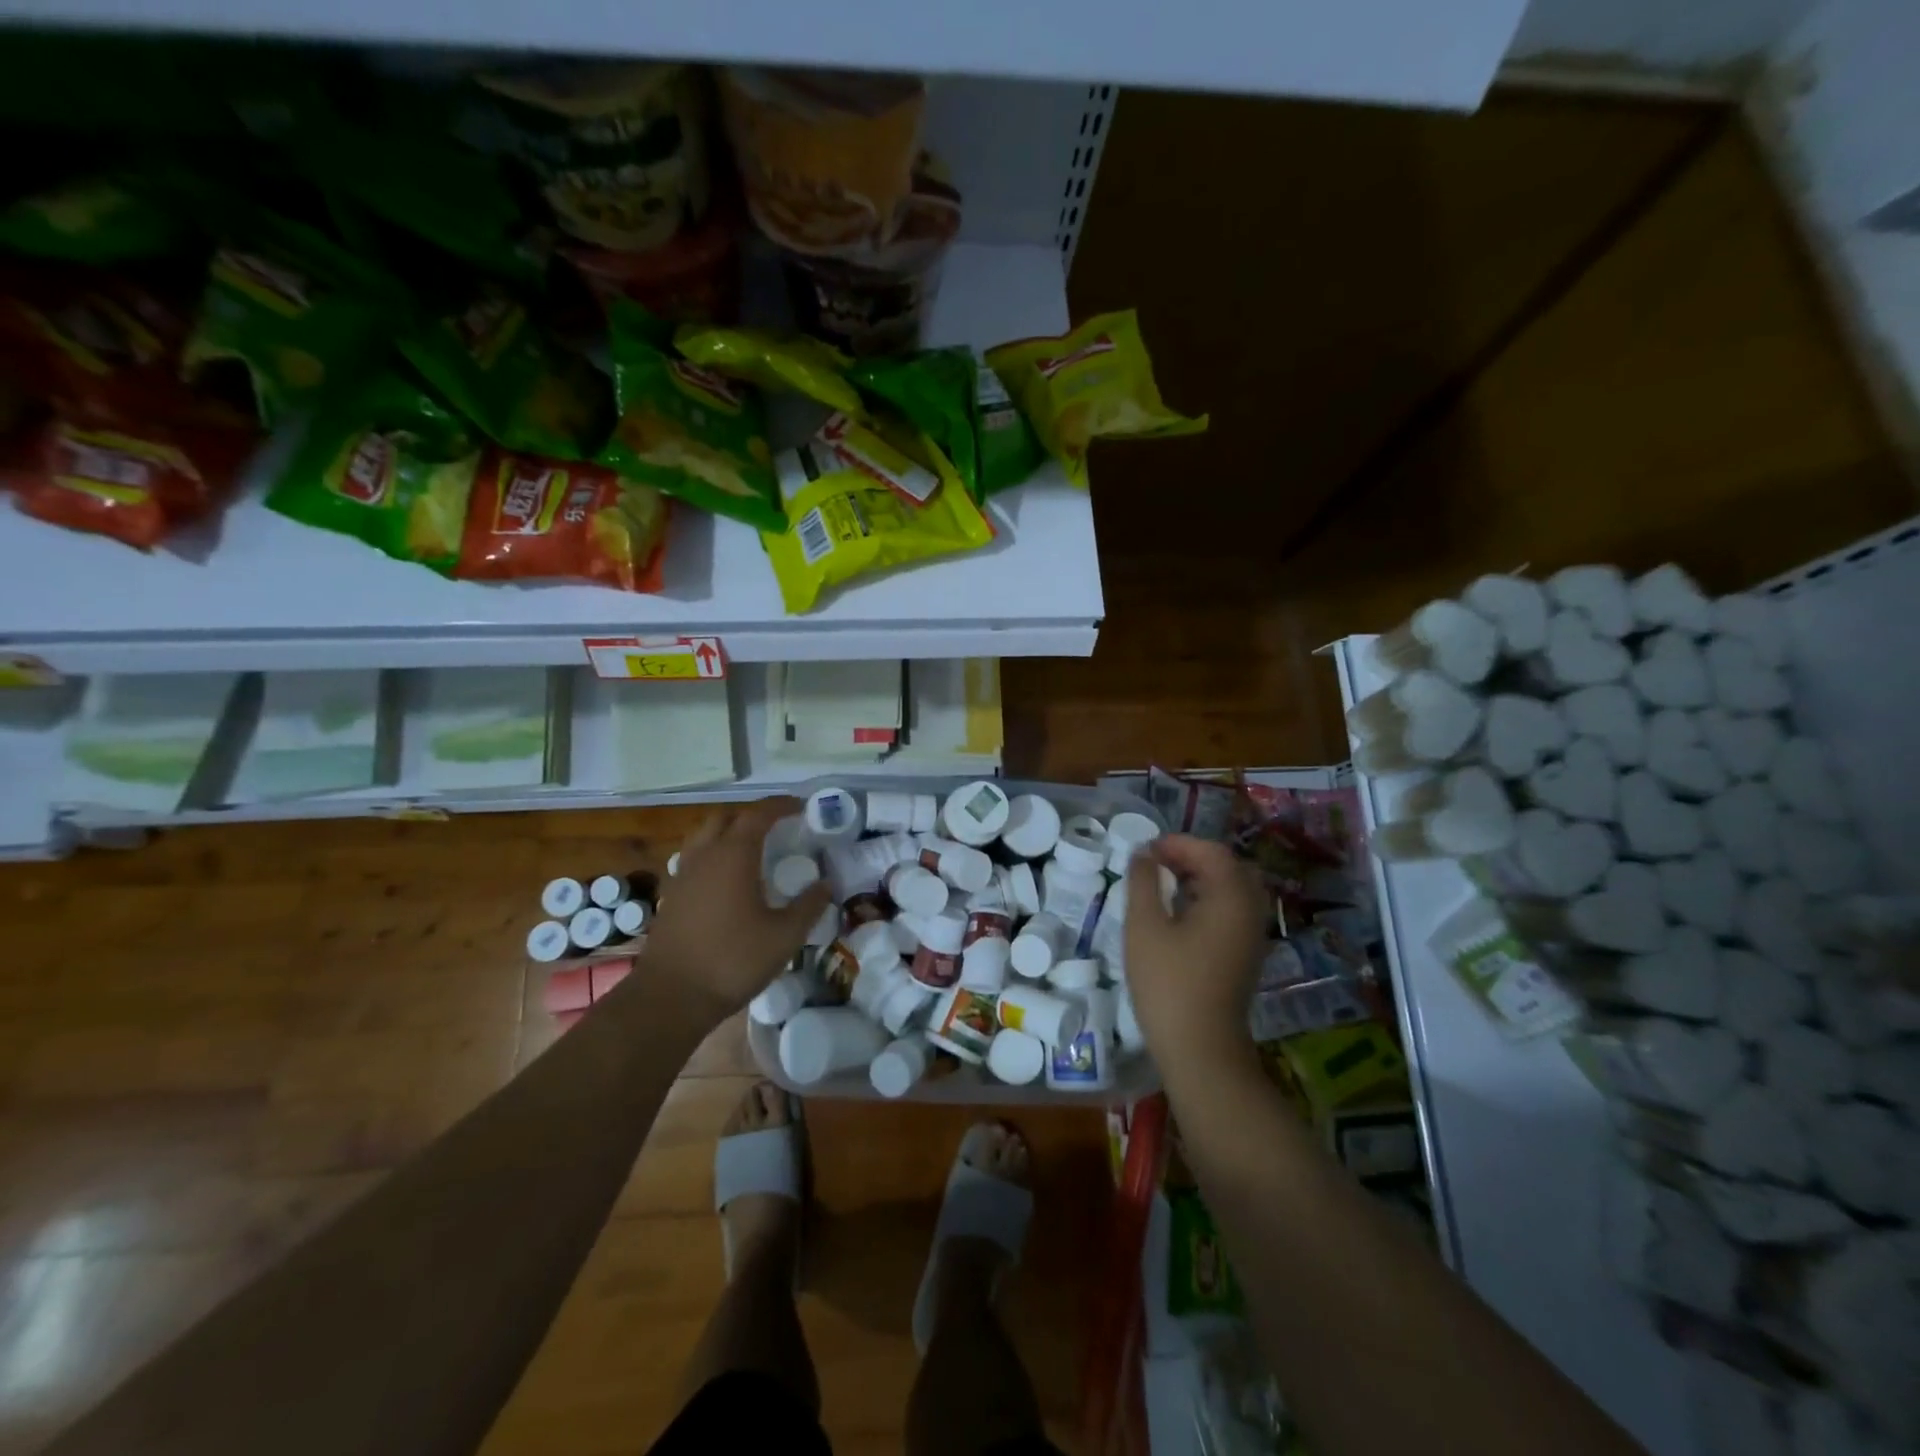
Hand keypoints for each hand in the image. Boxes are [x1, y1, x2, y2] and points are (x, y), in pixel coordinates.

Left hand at [645, 799, 833, 1018]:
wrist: (671, 997)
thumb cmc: (733, 961)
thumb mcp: (785, 937)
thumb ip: (809, 906)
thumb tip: (826, 884)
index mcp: (734, 855)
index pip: (758, 815)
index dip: (780, 806)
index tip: (800, 806)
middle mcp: (704, 856)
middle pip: (725, 818)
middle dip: (751, 816)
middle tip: (775, 828)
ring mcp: (682, 876)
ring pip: (703, 837)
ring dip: (727, 834)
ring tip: (749, 851)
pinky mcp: (671, 897)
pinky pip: (692, 861)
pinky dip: (711, 857)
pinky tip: (725, 882)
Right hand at [1124, 835, 1267, 1072]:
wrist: (1200, 1049)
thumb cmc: (1168, 982)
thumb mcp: (1144, 926)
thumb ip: (1143, 881)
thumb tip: (1144, 855)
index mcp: (1231, 897)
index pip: (1211, 851)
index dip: (1177, 844)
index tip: (1145, 852)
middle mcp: (1250, 910)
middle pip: (1227, 866)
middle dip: (1191, 858)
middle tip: (1156, 864)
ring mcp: (1252, 934)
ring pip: (1231, 889)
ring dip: (1200, 879)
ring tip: (1162, 885)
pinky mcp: (1246, 954)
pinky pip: (1232, 910)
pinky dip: (1208, 900)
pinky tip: (1178, 913)